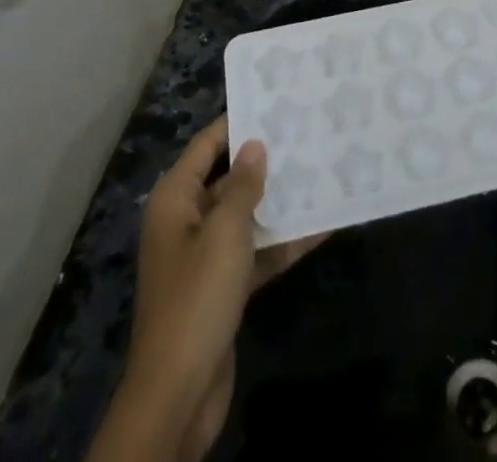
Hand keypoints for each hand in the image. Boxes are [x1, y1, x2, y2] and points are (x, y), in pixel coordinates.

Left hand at [117, 117, 323, 460]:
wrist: (179, 393)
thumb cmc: (197, 297)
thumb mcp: (224, 232)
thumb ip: (243, 185)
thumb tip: (255, 145)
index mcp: (175, 200)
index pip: (208, 145)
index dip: (239, 123)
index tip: (276, 103)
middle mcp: (186, 221)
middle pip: (228, 178)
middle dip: (265, 161)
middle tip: (307, 134)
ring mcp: (204, 256)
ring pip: (245, 215)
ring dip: (278, 201)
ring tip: (320, 171)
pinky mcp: (222, 288)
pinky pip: (255, 251)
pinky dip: (281, 241)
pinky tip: (321, 226)